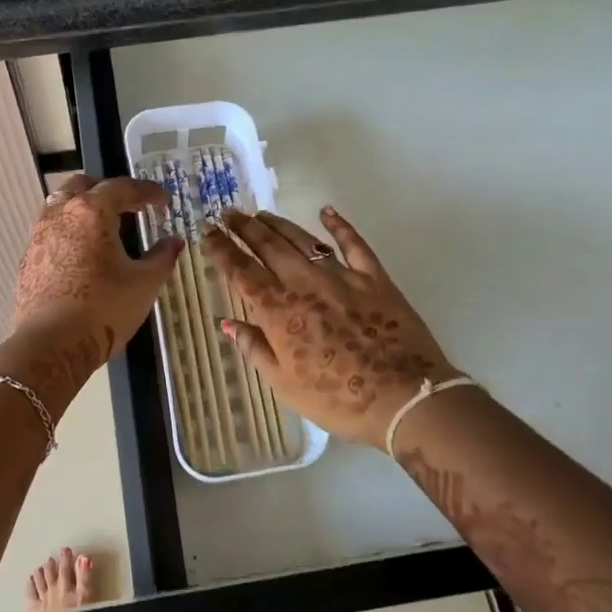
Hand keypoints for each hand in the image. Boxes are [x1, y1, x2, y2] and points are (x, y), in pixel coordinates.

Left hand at [11, 174, 182, 364]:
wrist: (52, 345)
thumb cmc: (104, 308)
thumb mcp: (144, 283)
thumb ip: (162, 257)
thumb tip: (174, 242)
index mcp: (92, 211)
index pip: (123, 187)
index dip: (147, 192)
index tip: (163, 201)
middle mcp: (61, 214)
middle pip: (84, 185)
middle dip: (109, 191)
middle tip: (130, 207)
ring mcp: (39, 235)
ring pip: (61, 205)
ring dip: (84, 208)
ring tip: (104, 228)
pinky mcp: (28, 259)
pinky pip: (51, 231)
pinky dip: (70, 231)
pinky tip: (82, 254)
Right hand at [202, 207, 457, 449]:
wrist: (404, 398)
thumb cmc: (337, 399)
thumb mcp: (284, 384)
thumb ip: (255, 348)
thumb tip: (227, 323)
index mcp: (278, 311)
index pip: (241, 271)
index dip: (221, 250)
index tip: (207, 232)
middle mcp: (304, 284)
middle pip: (268, 247)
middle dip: (245, 227)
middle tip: (229, 213)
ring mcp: (341, 277)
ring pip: (303, 240)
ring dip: (279, 224)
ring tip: (262, 214)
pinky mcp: (373, 278)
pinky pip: (353, 244)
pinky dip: (339, 225)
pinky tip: (327, 212)